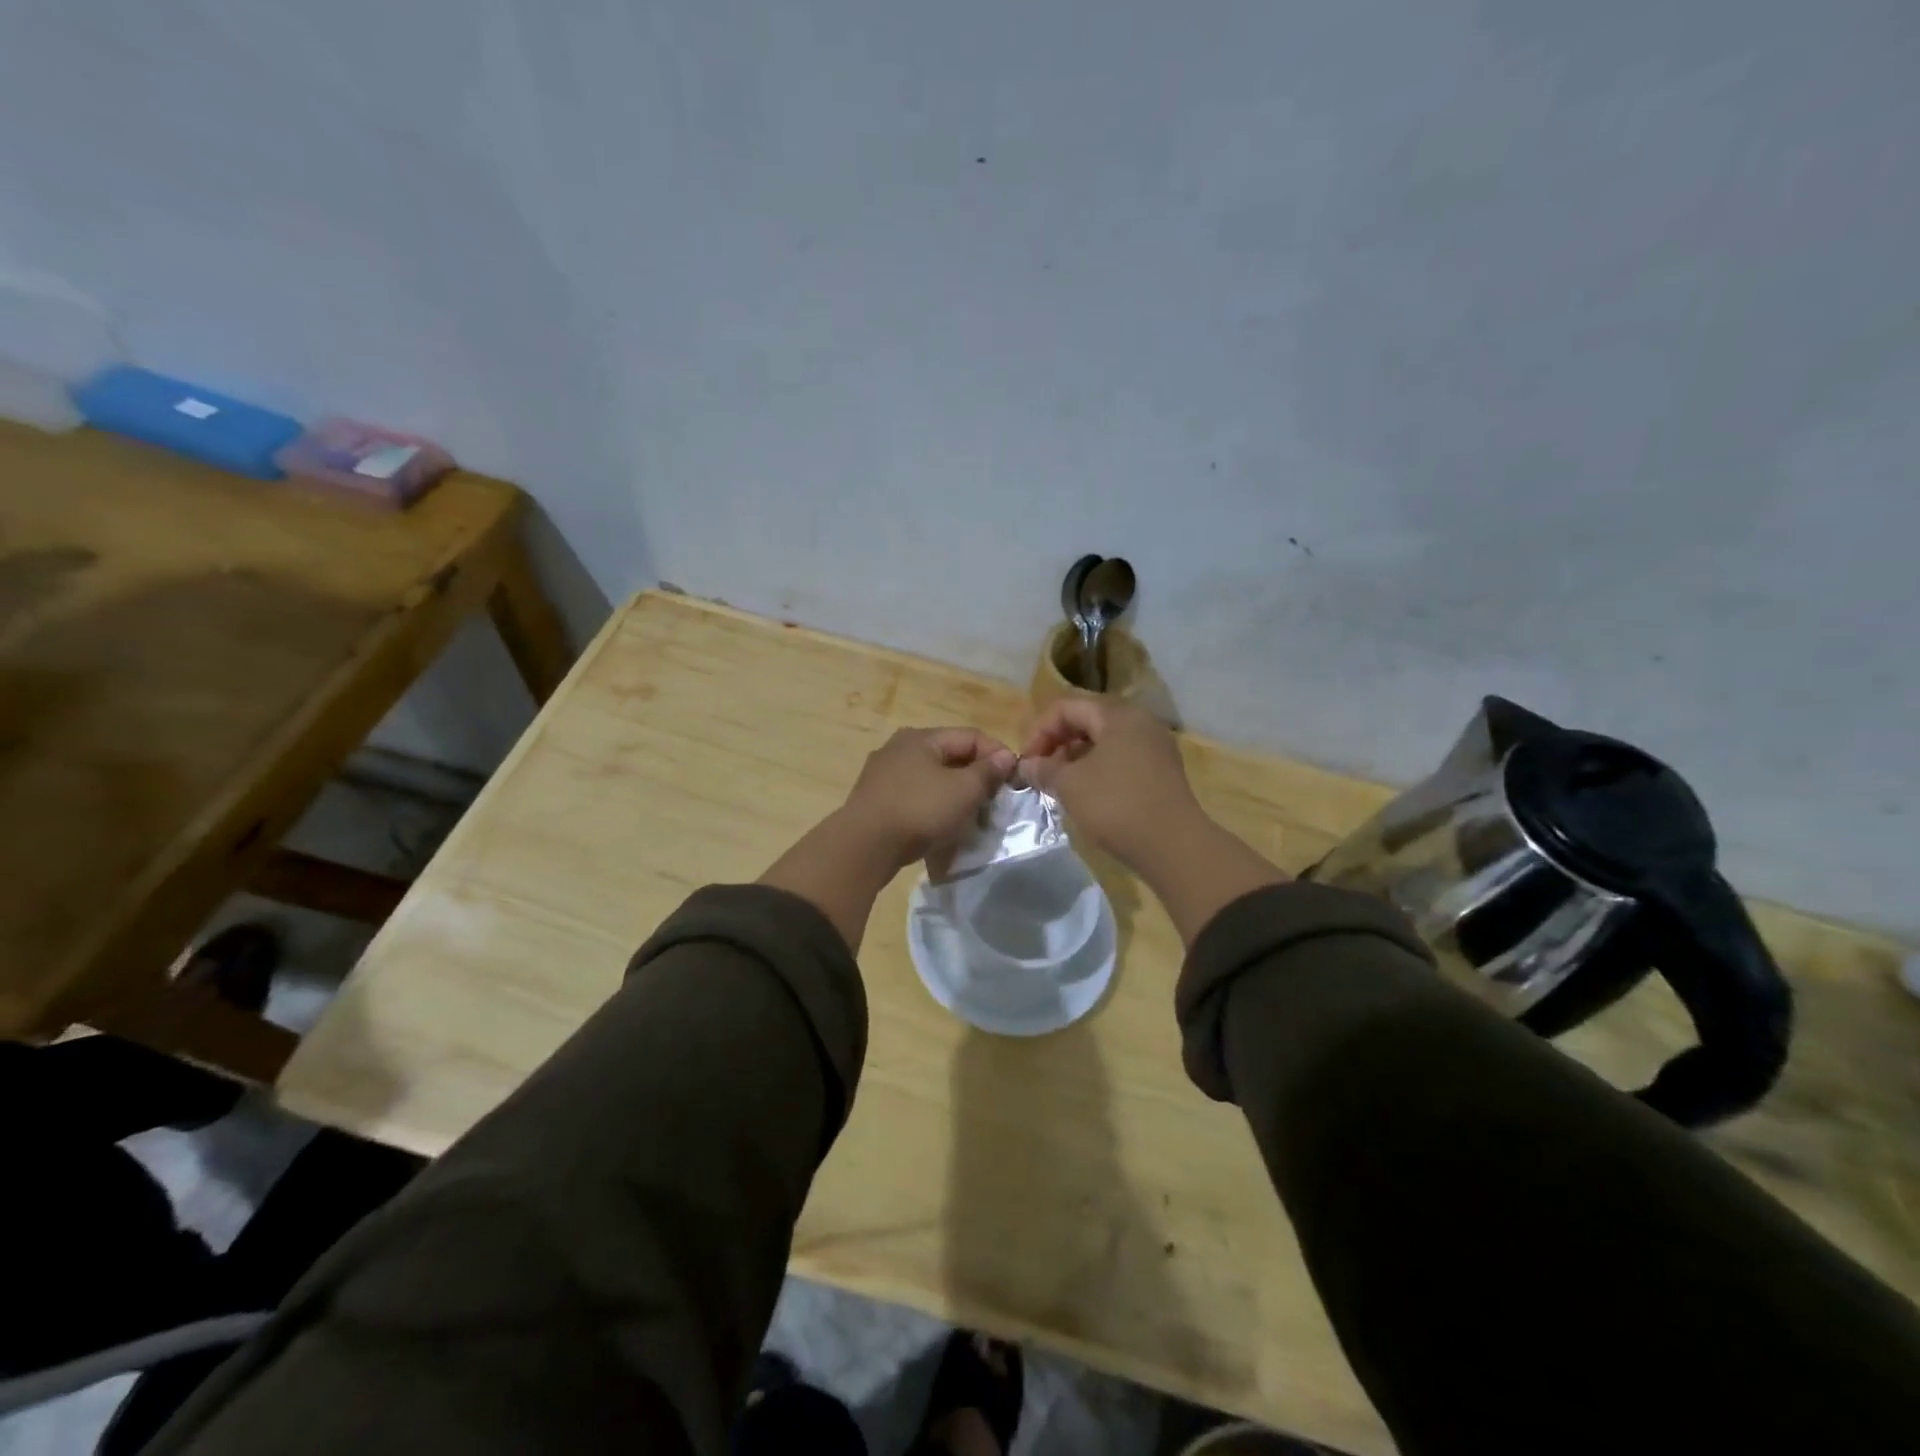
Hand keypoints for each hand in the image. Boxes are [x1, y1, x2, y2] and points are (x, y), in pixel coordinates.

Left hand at [841, 727, 1017, 868]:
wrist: (864, 846)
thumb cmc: (919, 810)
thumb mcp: (963, 791)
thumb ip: (987, 772)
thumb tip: (1005, 756)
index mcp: (921, 737)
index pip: (970, 736)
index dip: (996, 754)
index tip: (1014, 778)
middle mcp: (899, 748)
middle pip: (950, 756)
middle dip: (976, 776)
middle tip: (995, 799)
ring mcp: (884, 774)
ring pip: (932, 778)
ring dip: (955, 793)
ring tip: (972, 815)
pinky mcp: (876, 800)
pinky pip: (915, 796)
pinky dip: (934, 806)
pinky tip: (942, 825)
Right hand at [1023, 699, 1285, 943]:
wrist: (1174, 846)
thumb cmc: (1116, 805)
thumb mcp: (1069, 785)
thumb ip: (1044, 768)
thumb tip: (1027, 765)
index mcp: (1117, 714)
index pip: (1066, 708)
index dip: (1039, 732)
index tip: (1026, 762)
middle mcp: (1140, 722)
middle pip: (1087, 721)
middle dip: (1057, 745)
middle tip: (1041, 773)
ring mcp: (1155, 747)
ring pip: (1105, 742)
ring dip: (1076, 759)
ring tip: (1060, 786)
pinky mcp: (1162, 771)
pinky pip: (1121, 759)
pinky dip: (1098, 770)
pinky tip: (1087, 795)